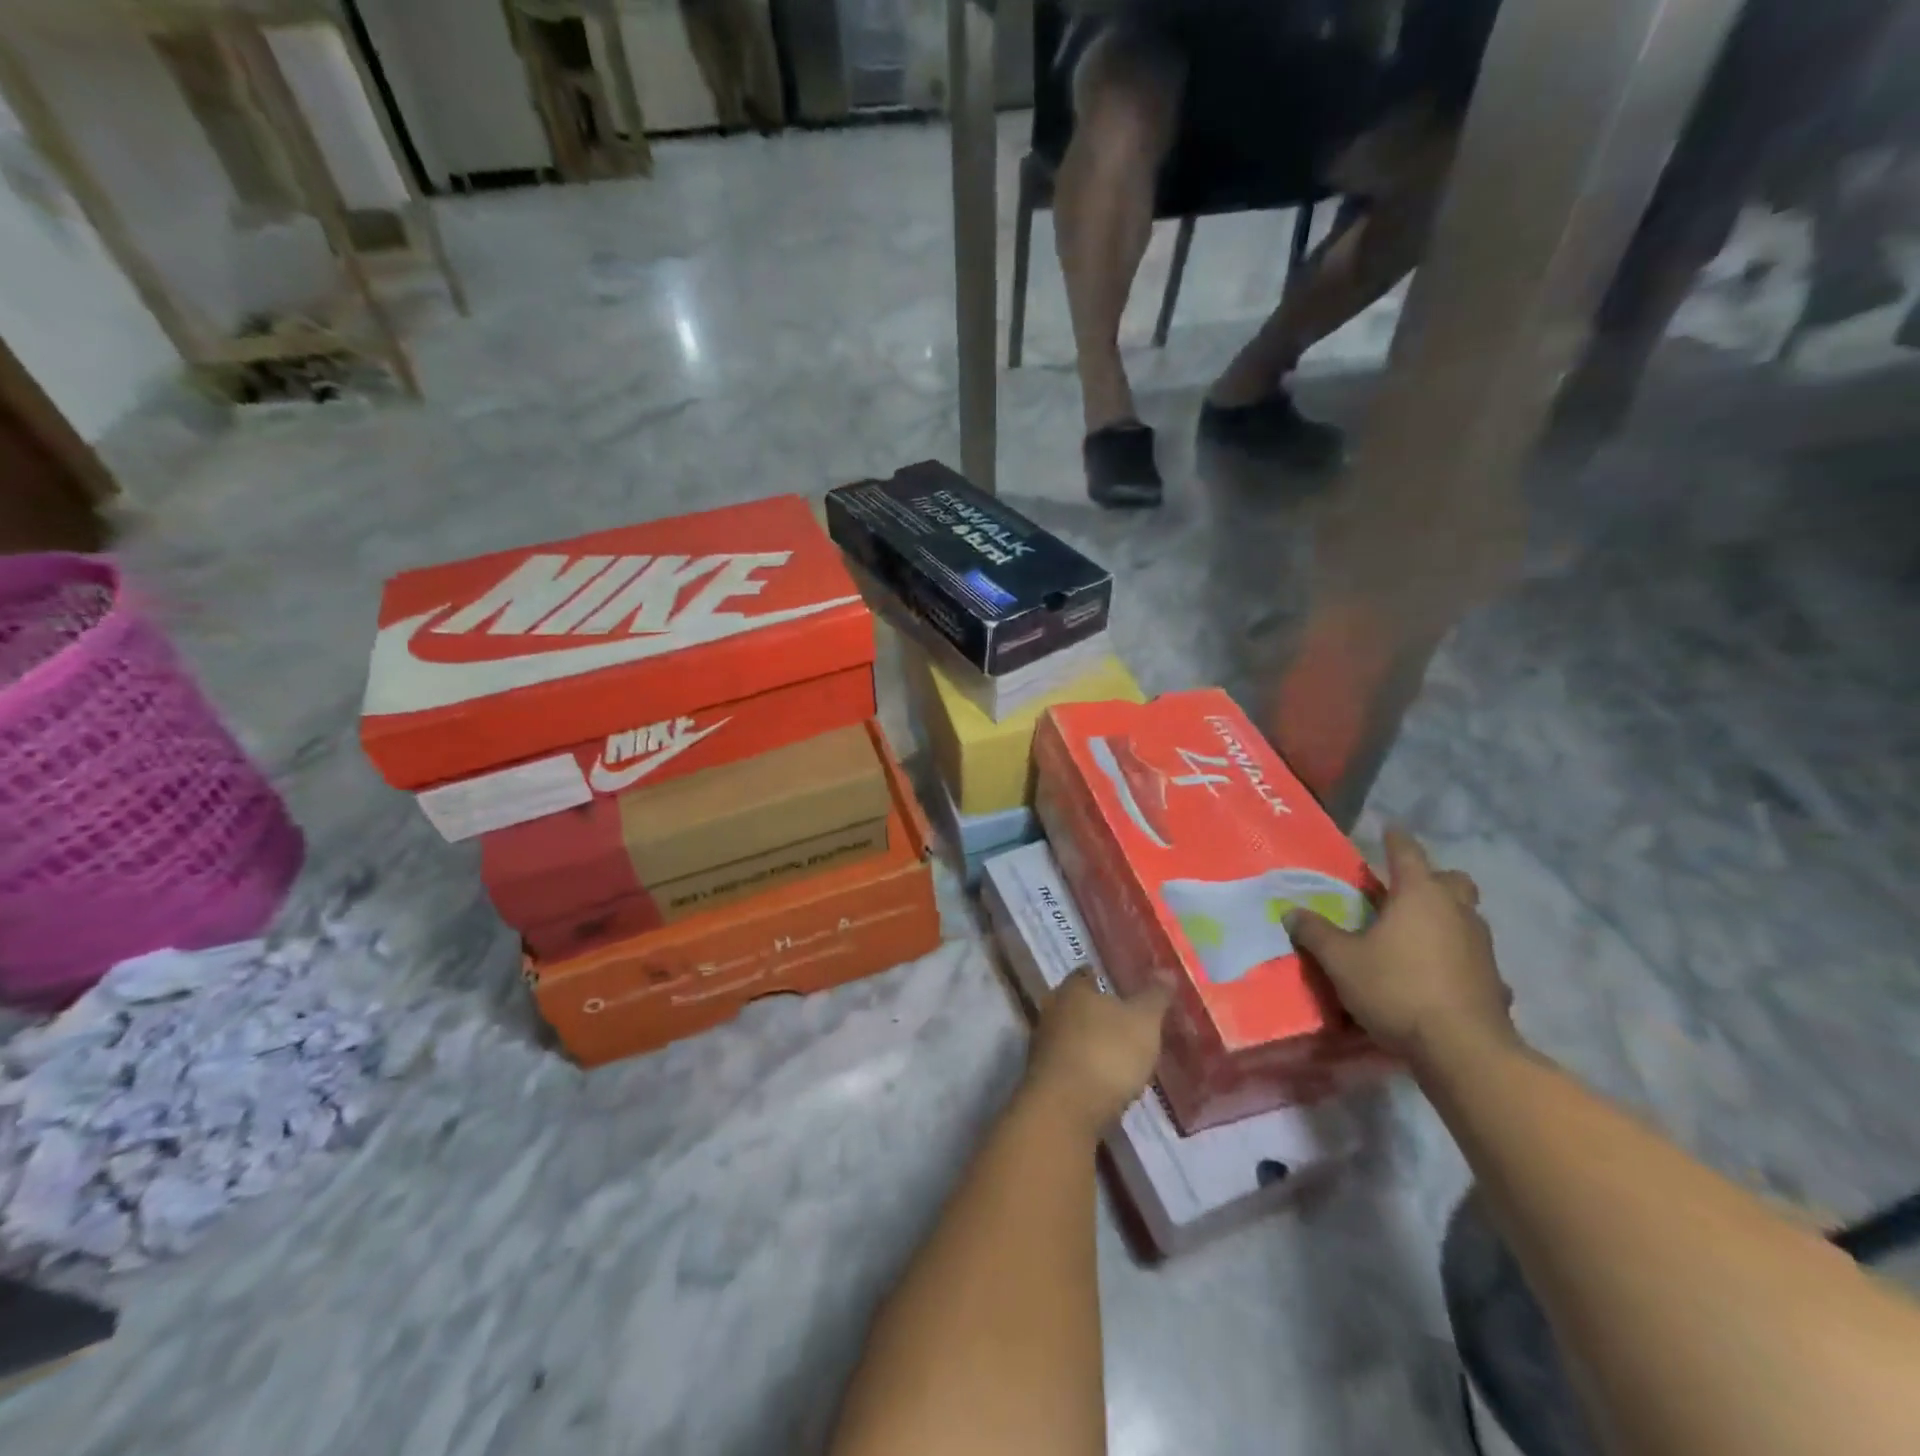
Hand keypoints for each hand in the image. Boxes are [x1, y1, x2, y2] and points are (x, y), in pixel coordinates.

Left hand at [1024, 972, 1171, 1135]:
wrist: (1065, 1110)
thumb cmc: (1106, 1053)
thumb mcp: (1143, 1022)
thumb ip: (1155, 996)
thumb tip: (1166, 970)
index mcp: (1072, 988)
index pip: (1088, 973)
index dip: (1108, 979)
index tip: (1128, 987)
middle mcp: (1052, 1010)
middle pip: (1079, 1005)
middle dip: (1100, 1013)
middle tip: (1130, 1022)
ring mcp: (1043, 1044)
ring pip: (1073, 1035)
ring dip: (1093, 1043)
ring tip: (1123, 1055)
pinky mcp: (1043, 1077)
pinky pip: (1070, 1064)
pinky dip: (1086, 1068)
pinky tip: (1106, 1082)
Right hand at [1286, 827, 1516, 1064]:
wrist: (1463, 1049)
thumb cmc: (1397, 989)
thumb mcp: (1341, 961)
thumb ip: (1316, 933)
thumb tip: (1291, 912)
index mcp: (1419, 896)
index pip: (1407, 853)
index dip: (1396, 839)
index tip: (1389, 828)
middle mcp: (1456, 912)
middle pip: (1452, 880)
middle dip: (1432, 878)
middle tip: (1405, 888)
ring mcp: (1482, 946)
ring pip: (1467, 917)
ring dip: (1446, 917)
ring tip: (1416, 932)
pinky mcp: (1494, 981)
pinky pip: (1474, 957)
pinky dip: (1458, 958)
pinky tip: (1440, 976)